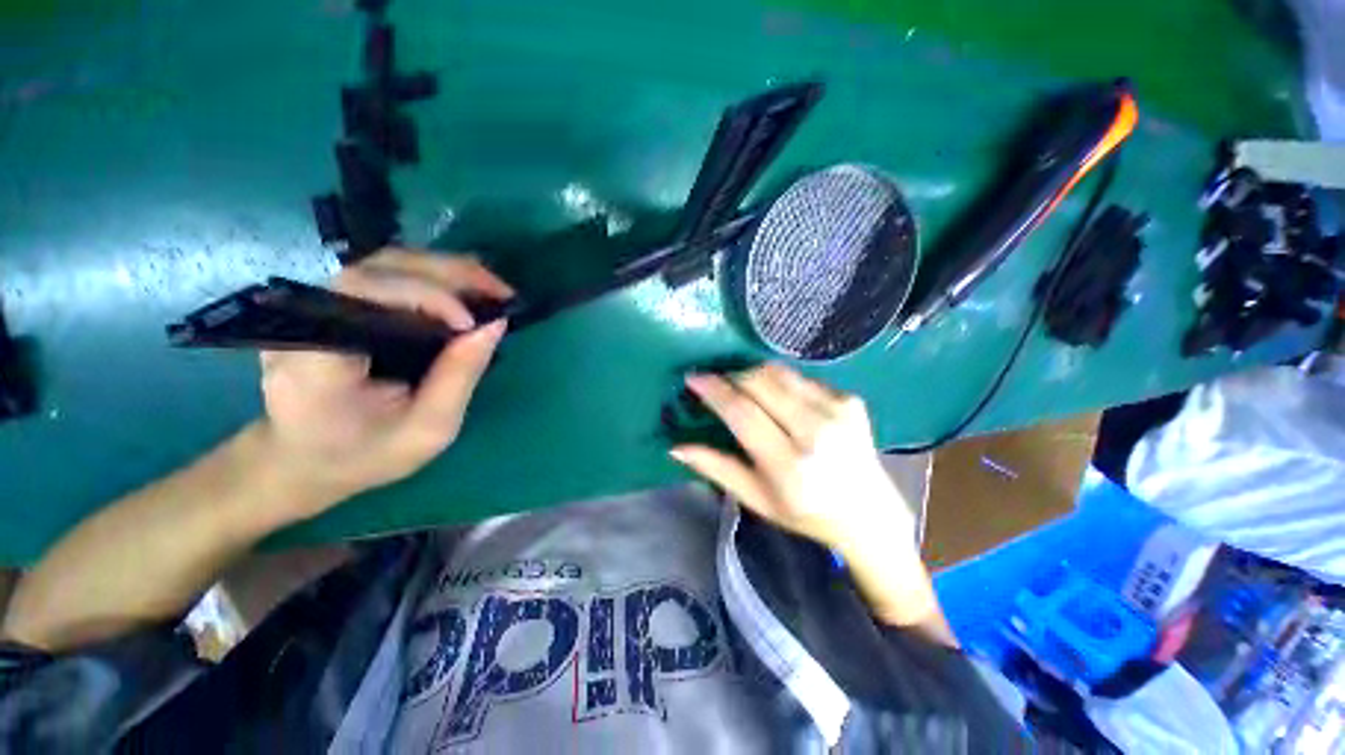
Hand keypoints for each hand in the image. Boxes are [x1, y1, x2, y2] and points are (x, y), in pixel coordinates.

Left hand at [258, 248, 513, 515]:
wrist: (303, 460)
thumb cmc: (365, 455)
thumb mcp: (426, 429)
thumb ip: (459, 377)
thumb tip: (494, 325)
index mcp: (316, 357)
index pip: (367, 293)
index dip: (427, 297)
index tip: (474, 324)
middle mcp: (308, 318)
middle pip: (381, 266)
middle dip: (449, 273)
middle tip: (502, 291)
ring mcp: (315, 306)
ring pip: (386, 264)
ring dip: (446, 271)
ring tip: (490, 290)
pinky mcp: (332, 306)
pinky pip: (386, 277)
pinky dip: (432, 279)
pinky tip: (462, 292)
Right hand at [670, 363, 914, 554]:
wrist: (869, 515)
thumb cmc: (806, 514)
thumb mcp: (756, 498)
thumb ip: (716, 468)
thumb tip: (676, 447)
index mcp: (790, 465)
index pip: (743, 413)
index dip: (714, 391)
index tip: (694, 378)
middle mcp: (816, 432)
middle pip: (761, 382)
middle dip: (732, 377)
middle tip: (717, 384)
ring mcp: (839, 411)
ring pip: (780, 373)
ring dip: (754, 375)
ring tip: (743, 388)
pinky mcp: (850, 400)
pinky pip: (801, 378)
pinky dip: (781, 383)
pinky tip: (779, 401)